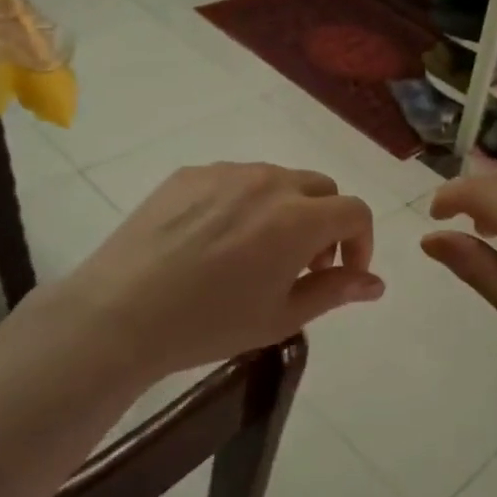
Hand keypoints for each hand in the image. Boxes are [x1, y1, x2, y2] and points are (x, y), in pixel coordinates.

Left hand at [47, 163, 382, 381]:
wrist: (120, 313)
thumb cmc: (209, 323)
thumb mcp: (281, 317)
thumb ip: (335, 291)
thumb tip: (376, 283)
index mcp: (298, 218)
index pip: (355, 211)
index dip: (361, 242)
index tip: (343, 272)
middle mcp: (268, 182)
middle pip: (321, 188)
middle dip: (327, 222)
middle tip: (304, 264)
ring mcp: (225, 173)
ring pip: (278, 179)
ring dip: (287, 210)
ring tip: (258, 252)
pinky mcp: (189, 174)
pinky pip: (235, 179)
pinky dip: (245, 202)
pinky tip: (217, 239)